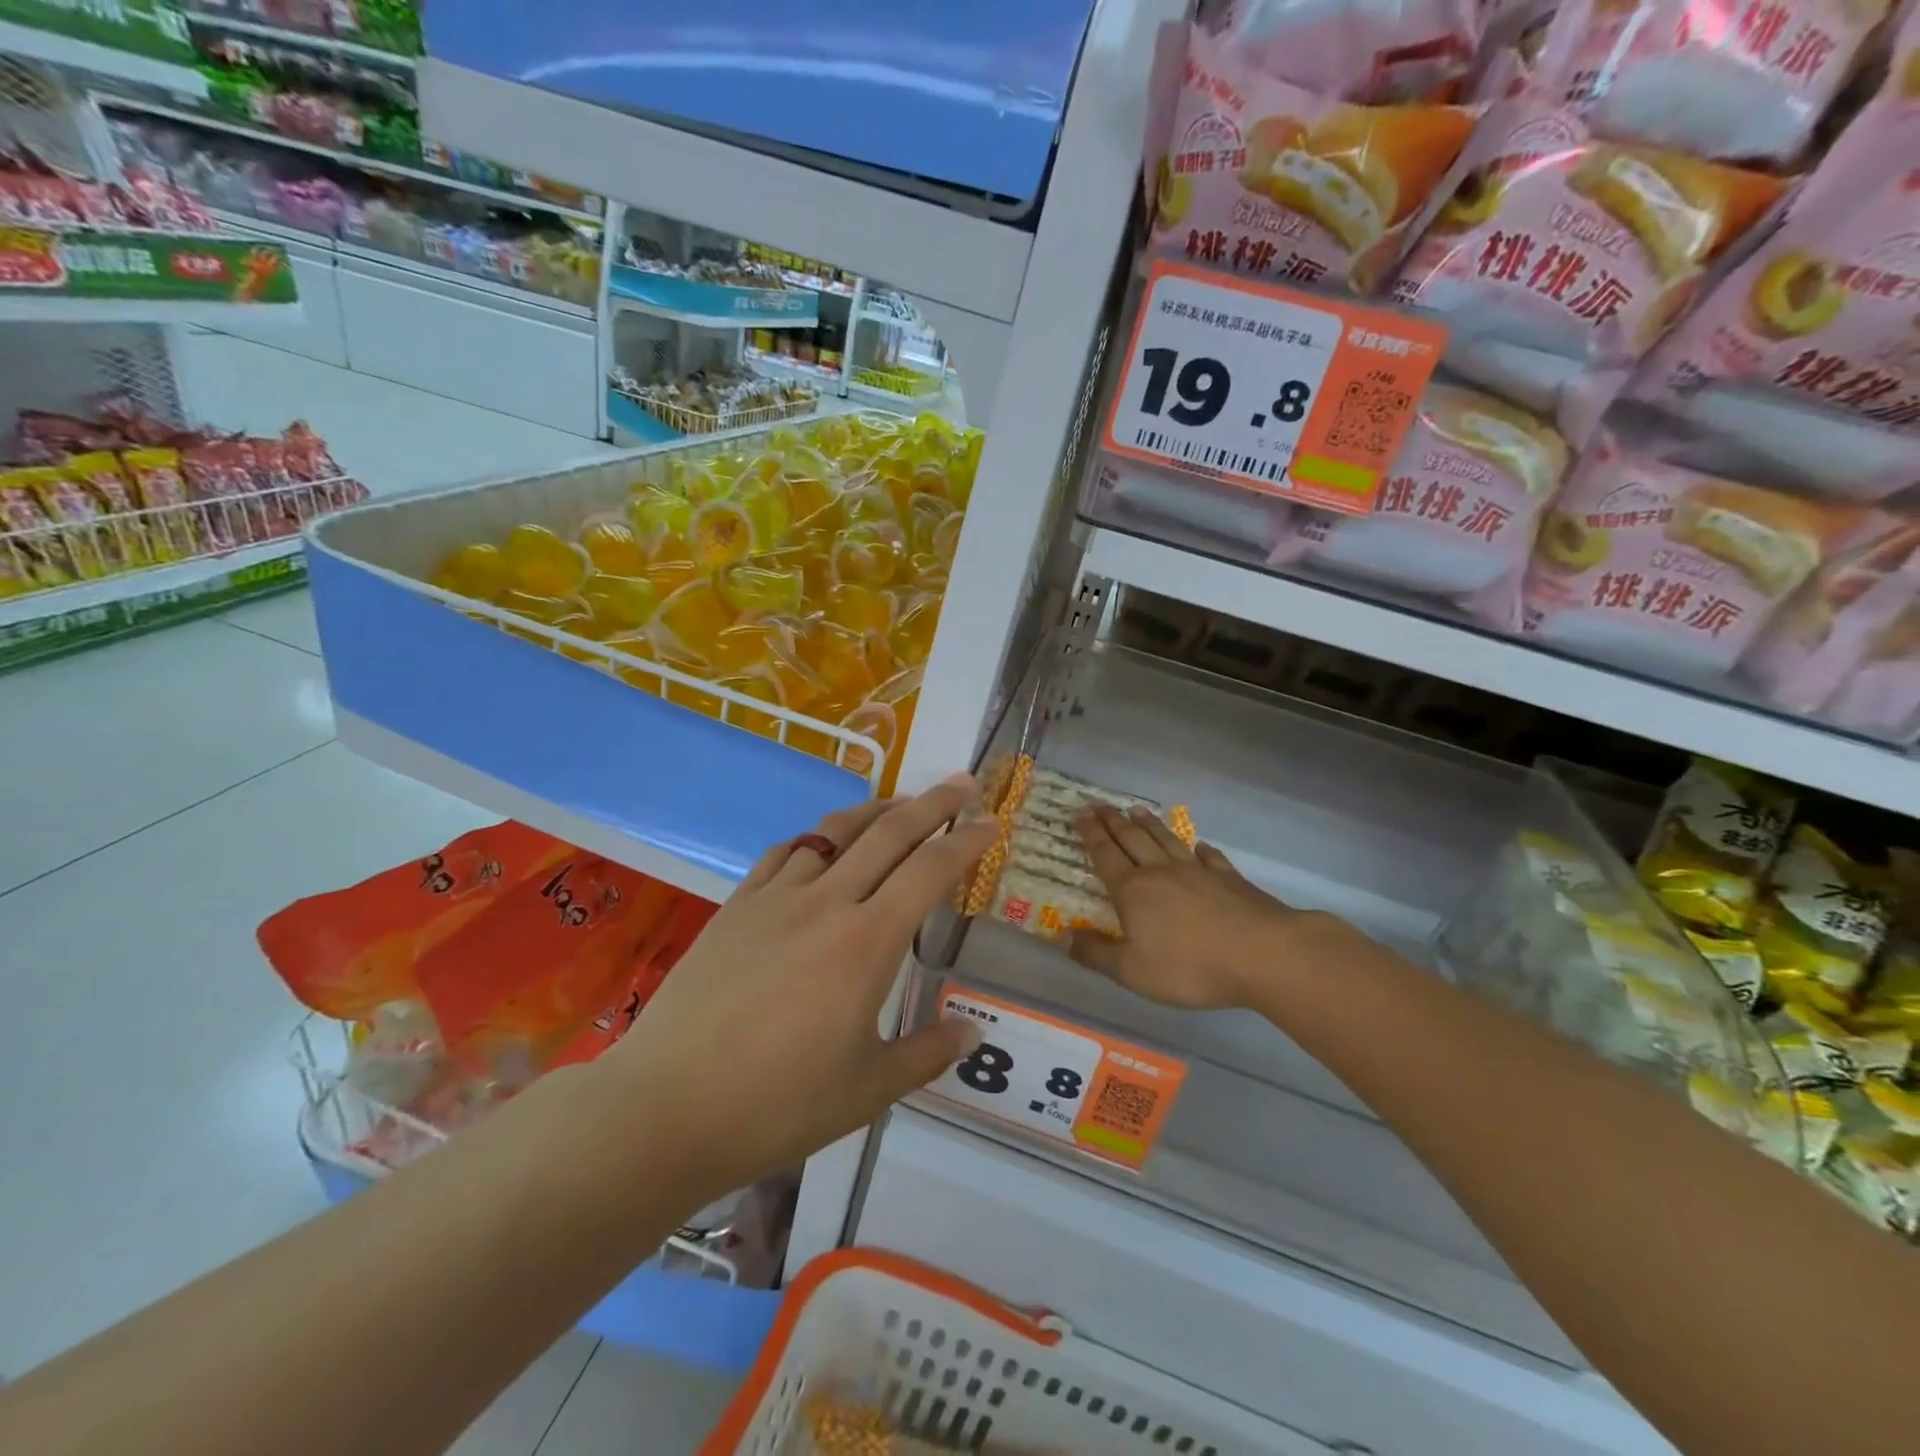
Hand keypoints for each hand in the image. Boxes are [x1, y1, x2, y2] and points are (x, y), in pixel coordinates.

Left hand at [605, 778, 997, 1206]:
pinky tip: (823, 843)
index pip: (929, 872)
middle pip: (888, 834)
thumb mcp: (867, 1090)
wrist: (665, 1108)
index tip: (992, 821)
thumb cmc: (777, 1105)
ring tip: (900, 804)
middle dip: (932, 803)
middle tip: (962, 783)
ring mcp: (775, 899)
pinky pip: (785, 852)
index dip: (966, 841)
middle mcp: (826, 903)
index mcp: (867, 943)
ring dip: (875, 810)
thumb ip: (927, 1053)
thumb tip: (972, 1032)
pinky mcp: (736, 907)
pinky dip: (817, 837)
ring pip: (835, 832)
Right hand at [1070, 804, 1344, 1010]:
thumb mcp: (1132, 971)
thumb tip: (1060, 936)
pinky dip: (1199, 848)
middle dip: (1113, 822)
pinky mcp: (1229, 878)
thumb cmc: (1189, 966)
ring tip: (1137, 810)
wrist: (1262, 954)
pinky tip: (1198, 845)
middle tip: (1099, 804)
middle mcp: (1161, 872)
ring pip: (1167, 840)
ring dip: (1149, 825)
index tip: (1080, 814)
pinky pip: (1208, 856)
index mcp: (1133, 891)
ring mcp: (1198, 871)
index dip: (1091, 835)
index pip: (1105, 855)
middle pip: (1132, 839)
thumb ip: (1096, 953)